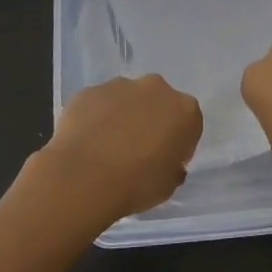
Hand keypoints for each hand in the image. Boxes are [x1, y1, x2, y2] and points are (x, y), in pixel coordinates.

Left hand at [35, 74, 203, 225]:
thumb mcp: (168, 186)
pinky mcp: (89, 91)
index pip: (188, 123)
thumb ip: (173, 167)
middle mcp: (155, 88)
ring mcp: (120, 86)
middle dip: (151, 119)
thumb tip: (167, 163)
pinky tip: (86, 142)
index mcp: (184, 110)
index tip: (165, 160)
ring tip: (106, 147)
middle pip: (158, 102)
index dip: (178, 142)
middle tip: (137, 150)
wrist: (83, 178)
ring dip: (122, 115)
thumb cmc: (135, 184)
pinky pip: (98, 103)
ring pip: (126, 99)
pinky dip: (95, 117)